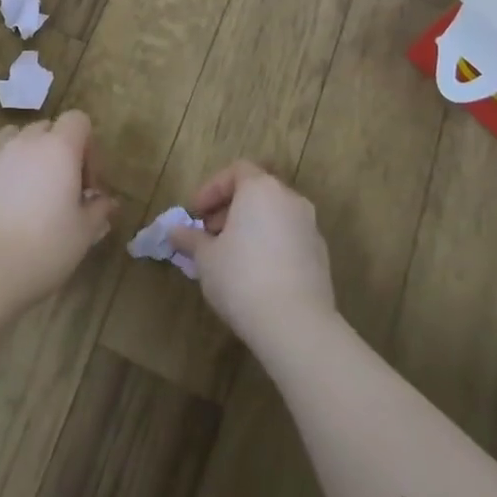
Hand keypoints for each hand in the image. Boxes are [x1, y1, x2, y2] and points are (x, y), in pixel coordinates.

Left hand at [0, 112, 116, 306]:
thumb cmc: (45, 247)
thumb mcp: (84, 233)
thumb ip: (98, 210)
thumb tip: (105, 201)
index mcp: (59, 148)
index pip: (78, 120)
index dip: (87, 146)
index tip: (87, 183)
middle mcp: (24, 142)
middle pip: (45, 128)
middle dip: (57, 151)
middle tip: (62, 190)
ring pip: (12, 137)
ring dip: (24, 154)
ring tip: (27, 189)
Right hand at [169, 161, 334, 346]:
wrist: (296, 325)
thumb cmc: (241, 278)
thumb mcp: (205, 257)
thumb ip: (190, 238)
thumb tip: (174, 232)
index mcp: (261, 190)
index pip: (236, 171)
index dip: (212, 189)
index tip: (196, 213)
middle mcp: (290, 200)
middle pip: (257, 192)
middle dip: (230, 208)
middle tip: (209, 233)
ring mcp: (310, 228)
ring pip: (275, 216)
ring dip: (251, 227)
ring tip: (230, 256)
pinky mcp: (321, 257)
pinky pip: (289, 239)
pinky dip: (270, 245)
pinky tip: (255, 274)